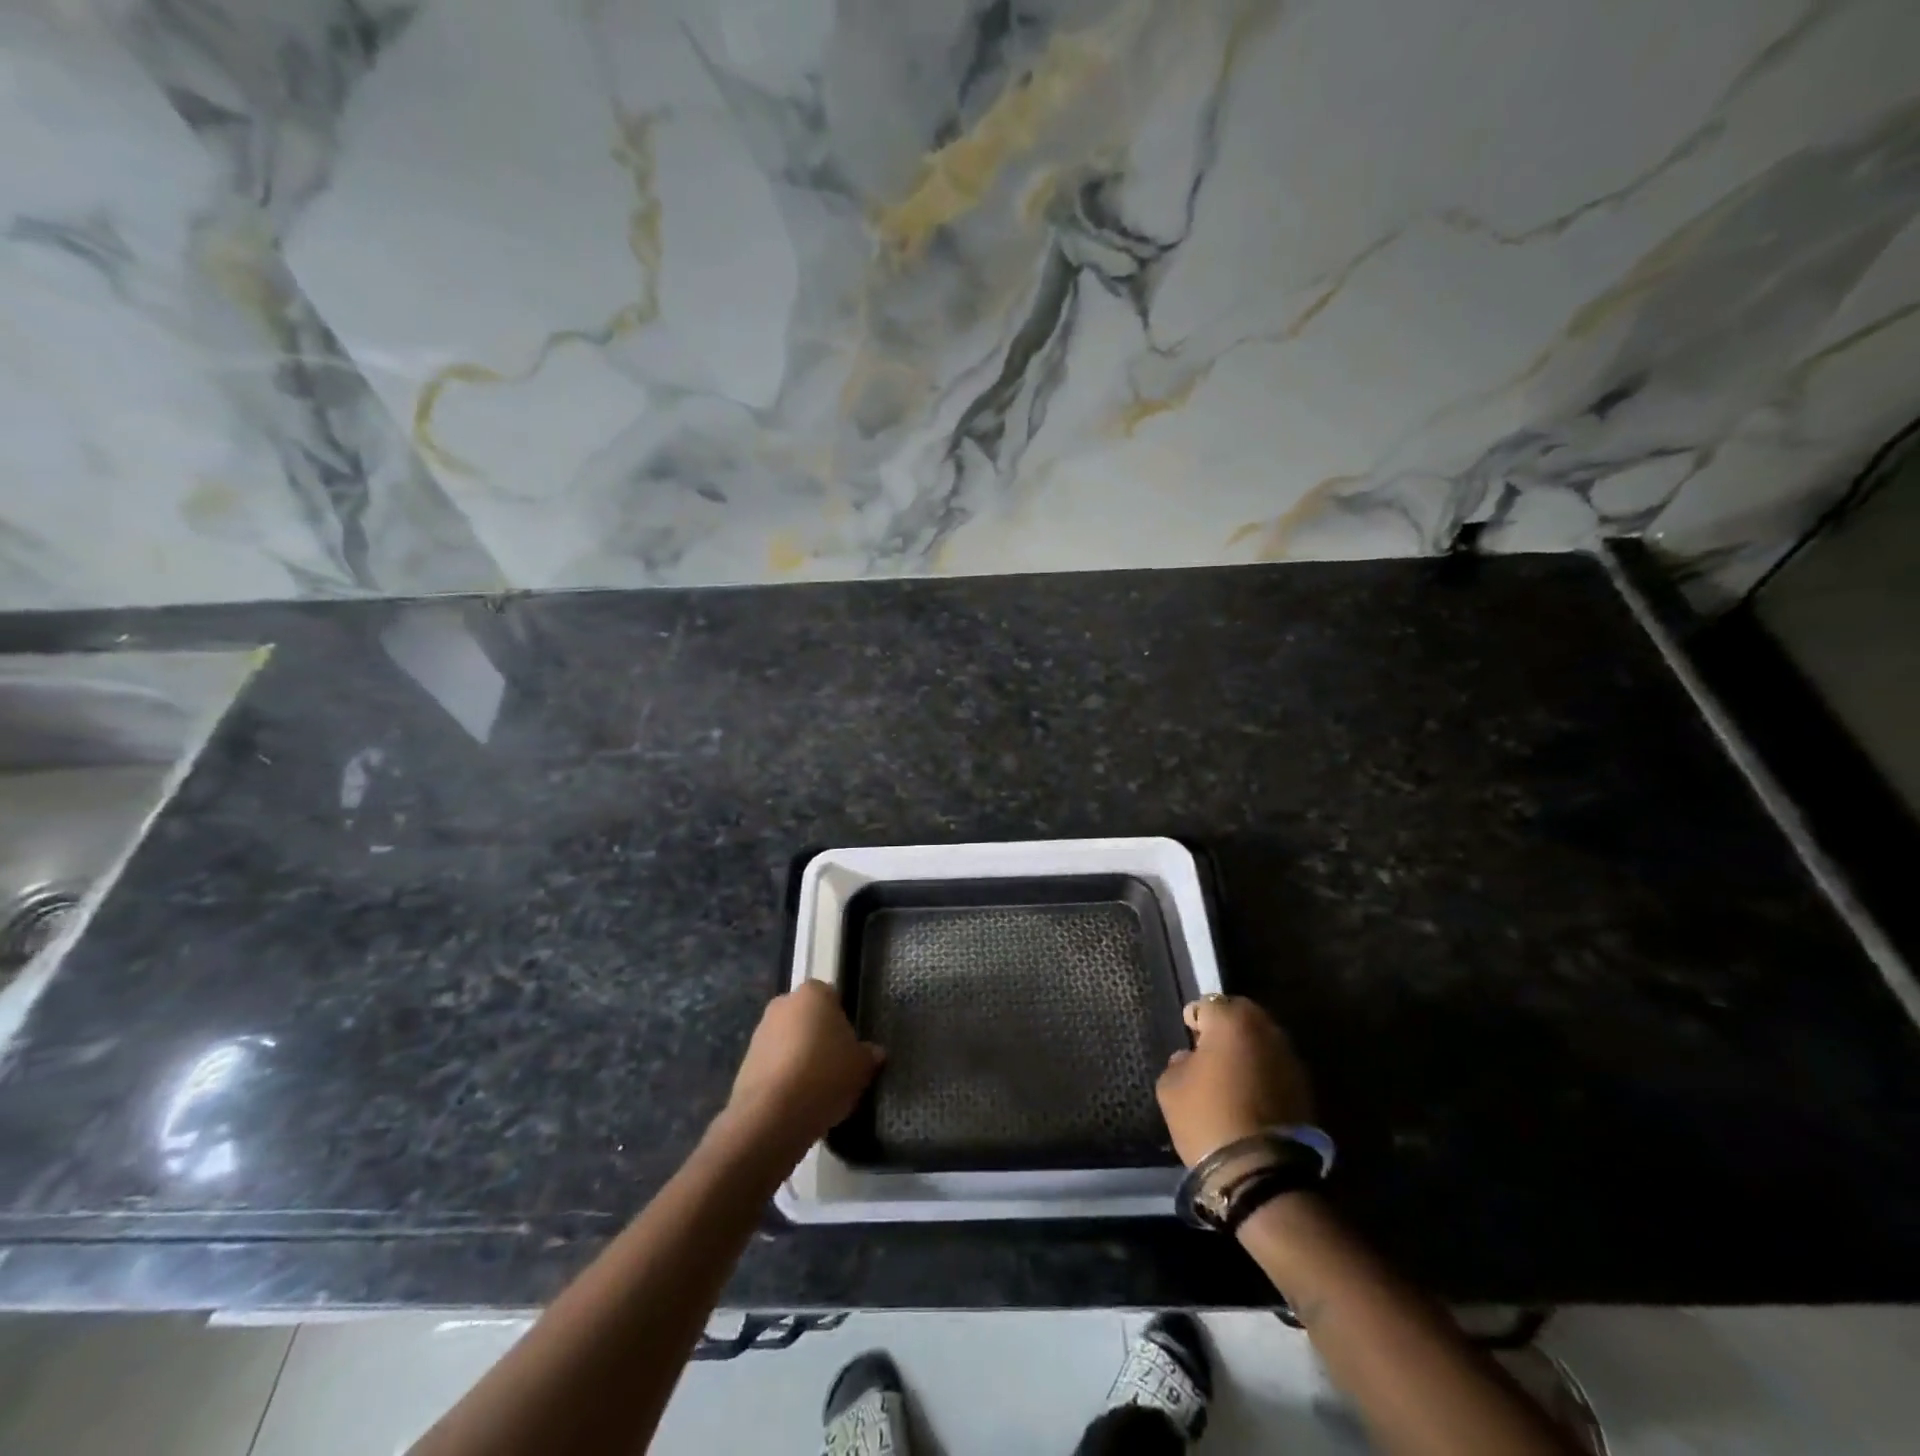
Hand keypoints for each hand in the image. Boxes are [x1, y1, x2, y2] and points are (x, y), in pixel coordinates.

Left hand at [723, 981, 883, 1156]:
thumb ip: (869, 1054)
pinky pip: (773, 1065)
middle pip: (808, 1018)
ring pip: (789, 1041)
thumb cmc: (825, 1075)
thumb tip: (874, 1053)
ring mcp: (760, 1032)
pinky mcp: (745, 1063)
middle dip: (819, 1037)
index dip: (843, 1021)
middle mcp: (783, 1004)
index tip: (850, 1046)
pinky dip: (784, 1078)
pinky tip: (796, 1102)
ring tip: (816, 1089)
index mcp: (814, 993)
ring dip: (800, 1058)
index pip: (833, 998)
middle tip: (836, 1066)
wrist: (772, 1115)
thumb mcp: (862, 1066)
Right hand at [1156, 995, 1312, 1166]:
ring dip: (1247, 1050)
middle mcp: (1267, 1030)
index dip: (1194, 1019)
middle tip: (1209, 1051)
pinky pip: (1276, 1067)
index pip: (1208, 1004)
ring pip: (1263, 1041)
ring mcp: (1291, 1059)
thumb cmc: (1207, 1117)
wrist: (1259, 1173)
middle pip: (1242, 1015)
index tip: (1188, 1037)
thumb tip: (1190, 1059)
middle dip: (1225, 1027)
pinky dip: (1263, 1073)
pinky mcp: (1305, 1089)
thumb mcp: (1171, 1087)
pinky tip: (1249, 1095)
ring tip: (1231, 1075)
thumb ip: (1178, 1062)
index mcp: (1232, 1021)